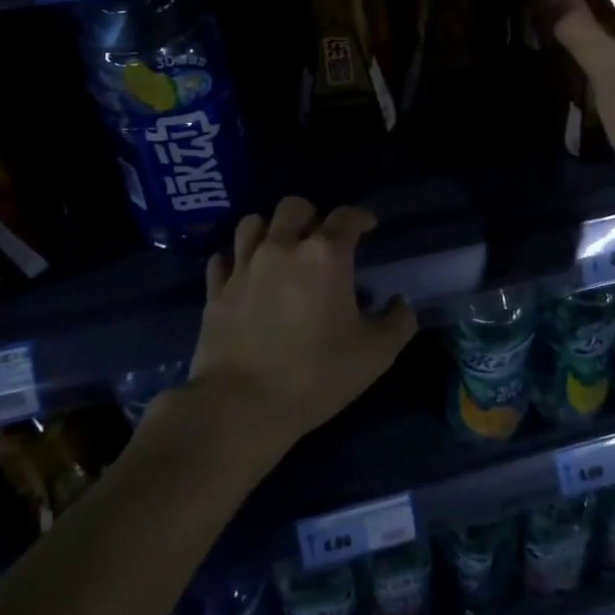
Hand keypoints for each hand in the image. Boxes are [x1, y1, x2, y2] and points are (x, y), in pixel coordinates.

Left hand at [188, 196, 417, 457]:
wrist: (242, 407)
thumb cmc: (316, 376)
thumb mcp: (376, 354)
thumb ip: (398, 321)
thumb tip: (399, 303)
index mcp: (325, 255)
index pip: (346, 216)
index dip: (361, 217)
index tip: (368, 226)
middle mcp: (282, 248)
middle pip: (294, 207)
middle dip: (311, 215)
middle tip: (320, 238)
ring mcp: (243, 267)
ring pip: (253, 223)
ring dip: (271, 229)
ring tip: (280, 249)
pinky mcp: (216, 290)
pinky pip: (223, 258)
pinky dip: (236, 259)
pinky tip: (245, 274)